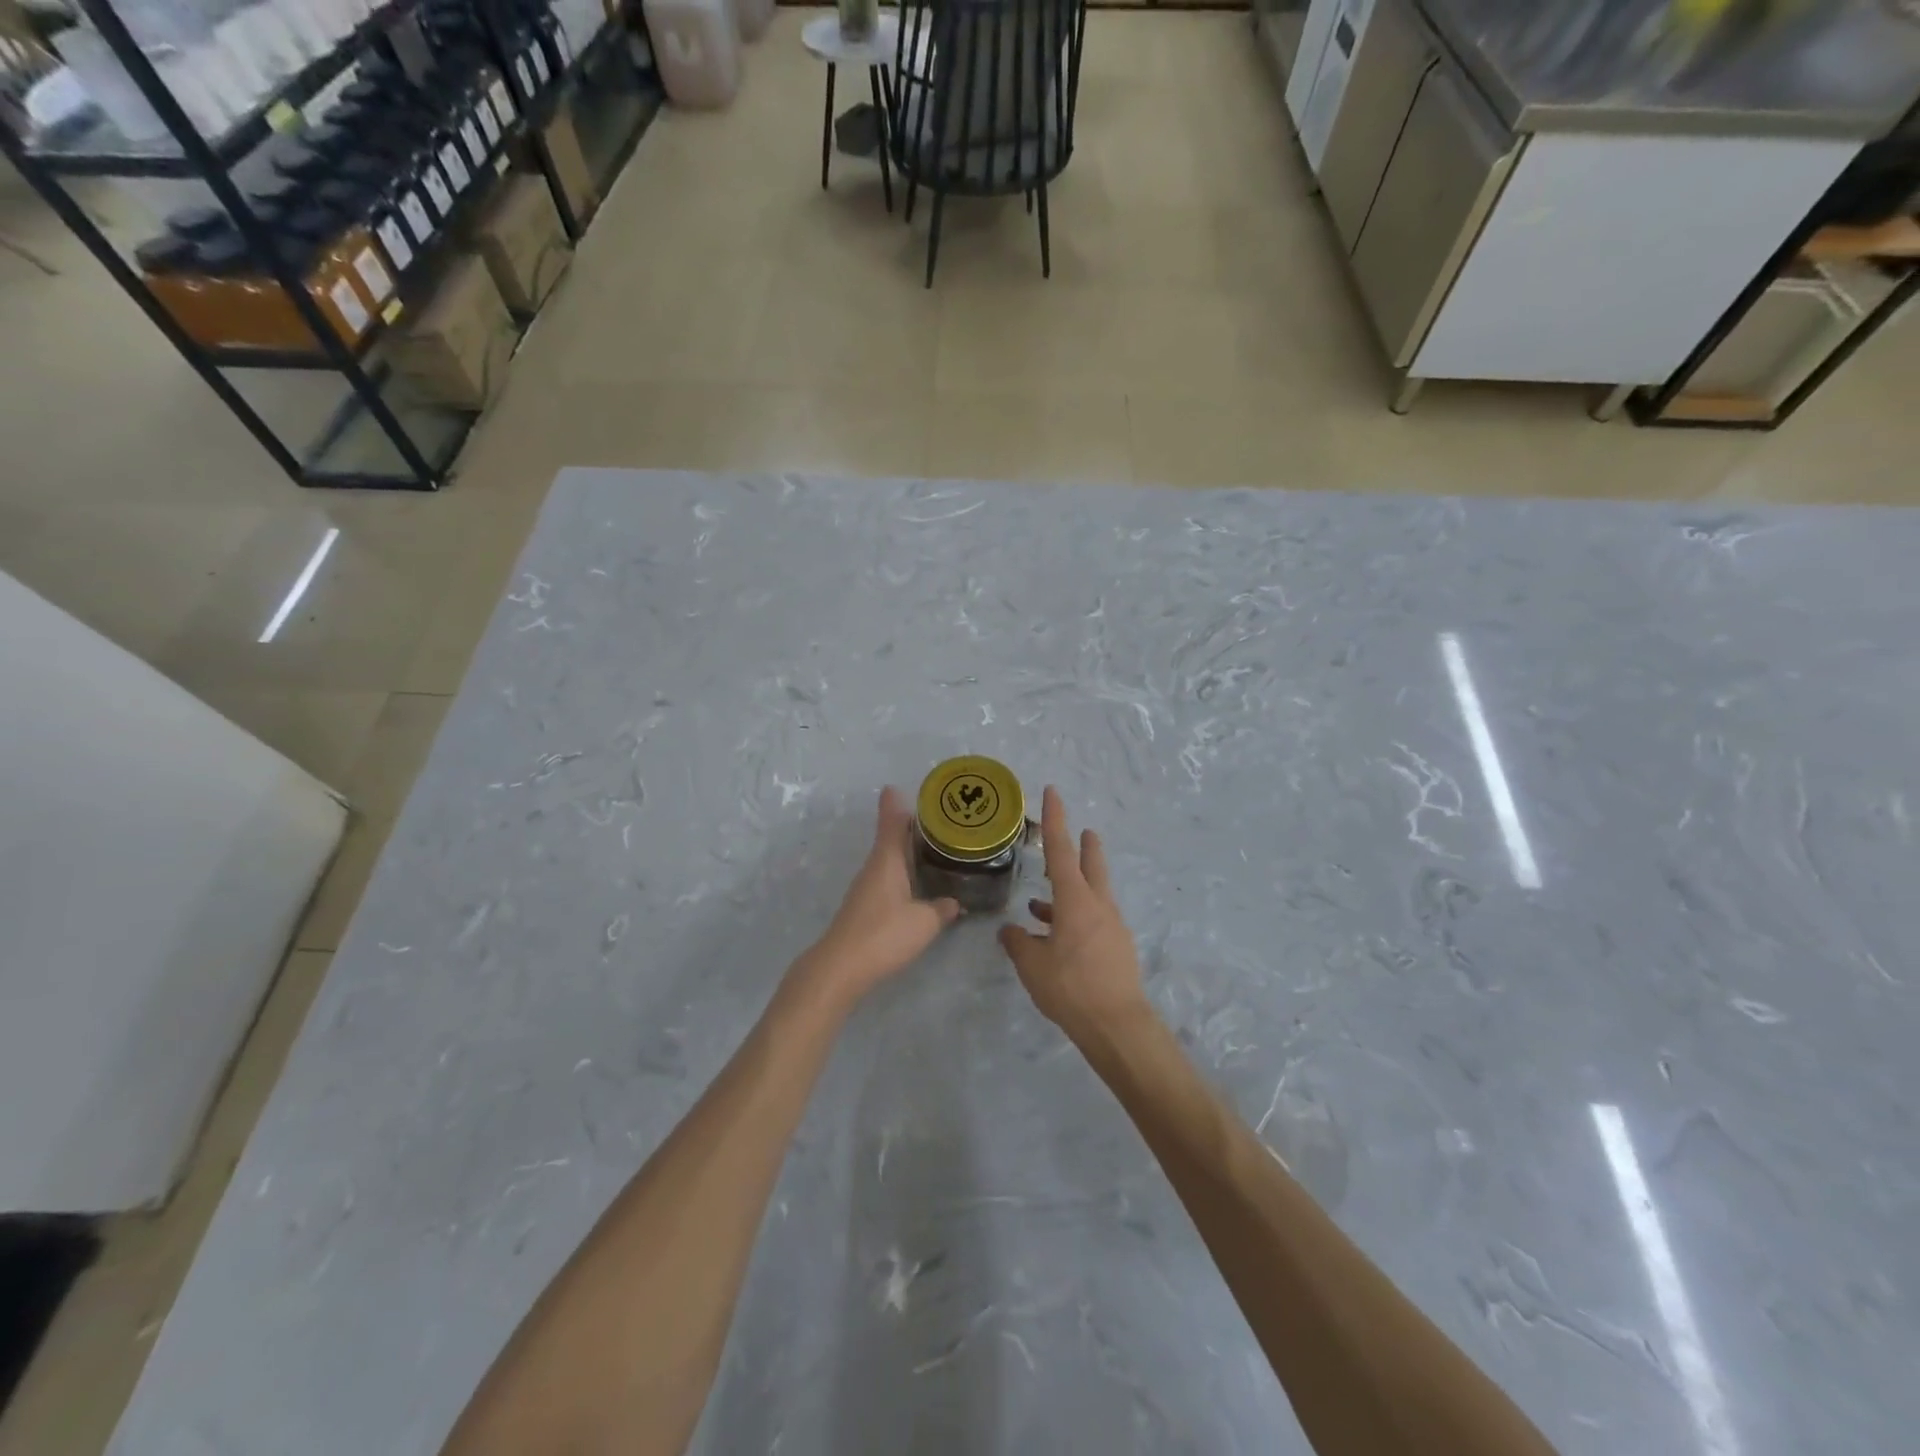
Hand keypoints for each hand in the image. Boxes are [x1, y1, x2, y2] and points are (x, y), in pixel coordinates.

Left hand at [797, 786, 961, 1010]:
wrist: (841, 967)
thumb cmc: (884, 934)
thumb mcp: (924, 922)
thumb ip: (942, 909)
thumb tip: (955, 902)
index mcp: (887, 860)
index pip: (891, 823)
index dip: (894, 805)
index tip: (895, 787)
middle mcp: (874, 868)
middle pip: (890, 839)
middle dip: (907, 827)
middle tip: (933, 819)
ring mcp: (866, 889)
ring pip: (888, 860)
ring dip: (905, 851)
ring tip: (931, 848)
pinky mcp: (864, 908)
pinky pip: (887, 880)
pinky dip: (902, 873)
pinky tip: (916, 884)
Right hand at [998, 787, 1150, 1038]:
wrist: (1117, 1025)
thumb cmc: (1070, 987)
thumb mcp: (1031, 964)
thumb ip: (1017, 943)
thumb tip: (1010, 932)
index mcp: (1075, 900)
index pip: (1060, 850)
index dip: (1055, 819)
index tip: (1053, 792)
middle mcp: (1098, 905)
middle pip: (1091, 865)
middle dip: (1085, 846)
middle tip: (1083, 831)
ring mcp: (1112, 927)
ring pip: (1092, 896)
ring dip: (1072, 891)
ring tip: (1041, 903)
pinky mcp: (1117, 948)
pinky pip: (1093, 921)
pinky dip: (1073, 919)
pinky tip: (1054, 938)